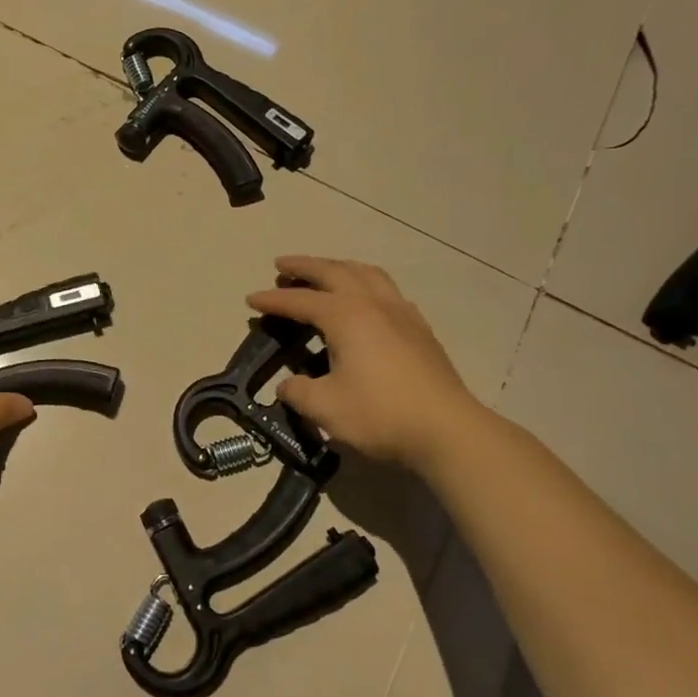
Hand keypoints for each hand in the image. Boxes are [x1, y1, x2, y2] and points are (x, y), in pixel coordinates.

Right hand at [247, 256, 488, 475]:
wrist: (446, 429)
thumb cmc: (380, 414)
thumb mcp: (325, 408)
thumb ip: (298, 392)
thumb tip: (288, 385)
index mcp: (346, 316)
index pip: (300, 301)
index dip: (273, 300)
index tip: (251, 299)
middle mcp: (373, 303)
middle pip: (334, 272)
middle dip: (304, 267)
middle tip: (281, 267)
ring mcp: (401, 312)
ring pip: (366, 273)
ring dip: (339, 267)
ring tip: (323, 273)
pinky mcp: (420, 328)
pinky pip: (387, 289)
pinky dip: (366, 283)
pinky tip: (365, 300)